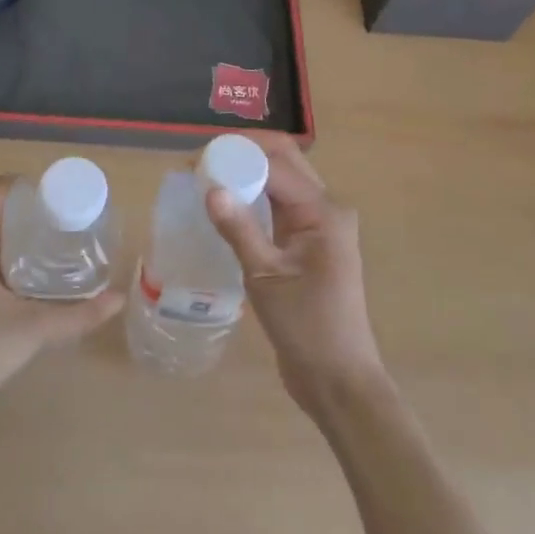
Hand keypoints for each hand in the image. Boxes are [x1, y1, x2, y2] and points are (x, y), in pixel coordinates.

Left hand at [0, 175, 123, 427]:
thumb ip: (79, 314)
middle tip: (73, 222)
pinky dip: (16, 257)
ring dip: (27, 237)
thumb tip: (119, 298)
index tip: (64, 198)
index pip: (2, 191)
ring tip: (64, 244)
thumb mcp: (34, 327)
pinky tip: (42, 274)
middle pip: (3, 212)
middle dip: (37, 213)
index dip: (33, 187)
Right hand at [206, 134, 388, 416]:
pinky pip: (280, 204)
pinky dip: (255, 195)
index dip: (236, 155)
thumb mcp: (265, 277)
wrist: (338, 379)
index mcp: (323, 211)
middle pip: (284, 161)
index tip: (196, 161)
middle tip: (201, 163)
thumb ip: (239, 229)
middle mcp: (326, 209)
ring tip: (208, 177)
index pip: (276, 164)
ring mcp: (319, 225)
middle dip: (243, 154)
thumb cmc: (306, 327)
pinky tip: (228, 203)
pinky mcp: (309, 242)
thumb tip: (211, 189)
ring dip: (248, 172)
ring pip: (281, 180)